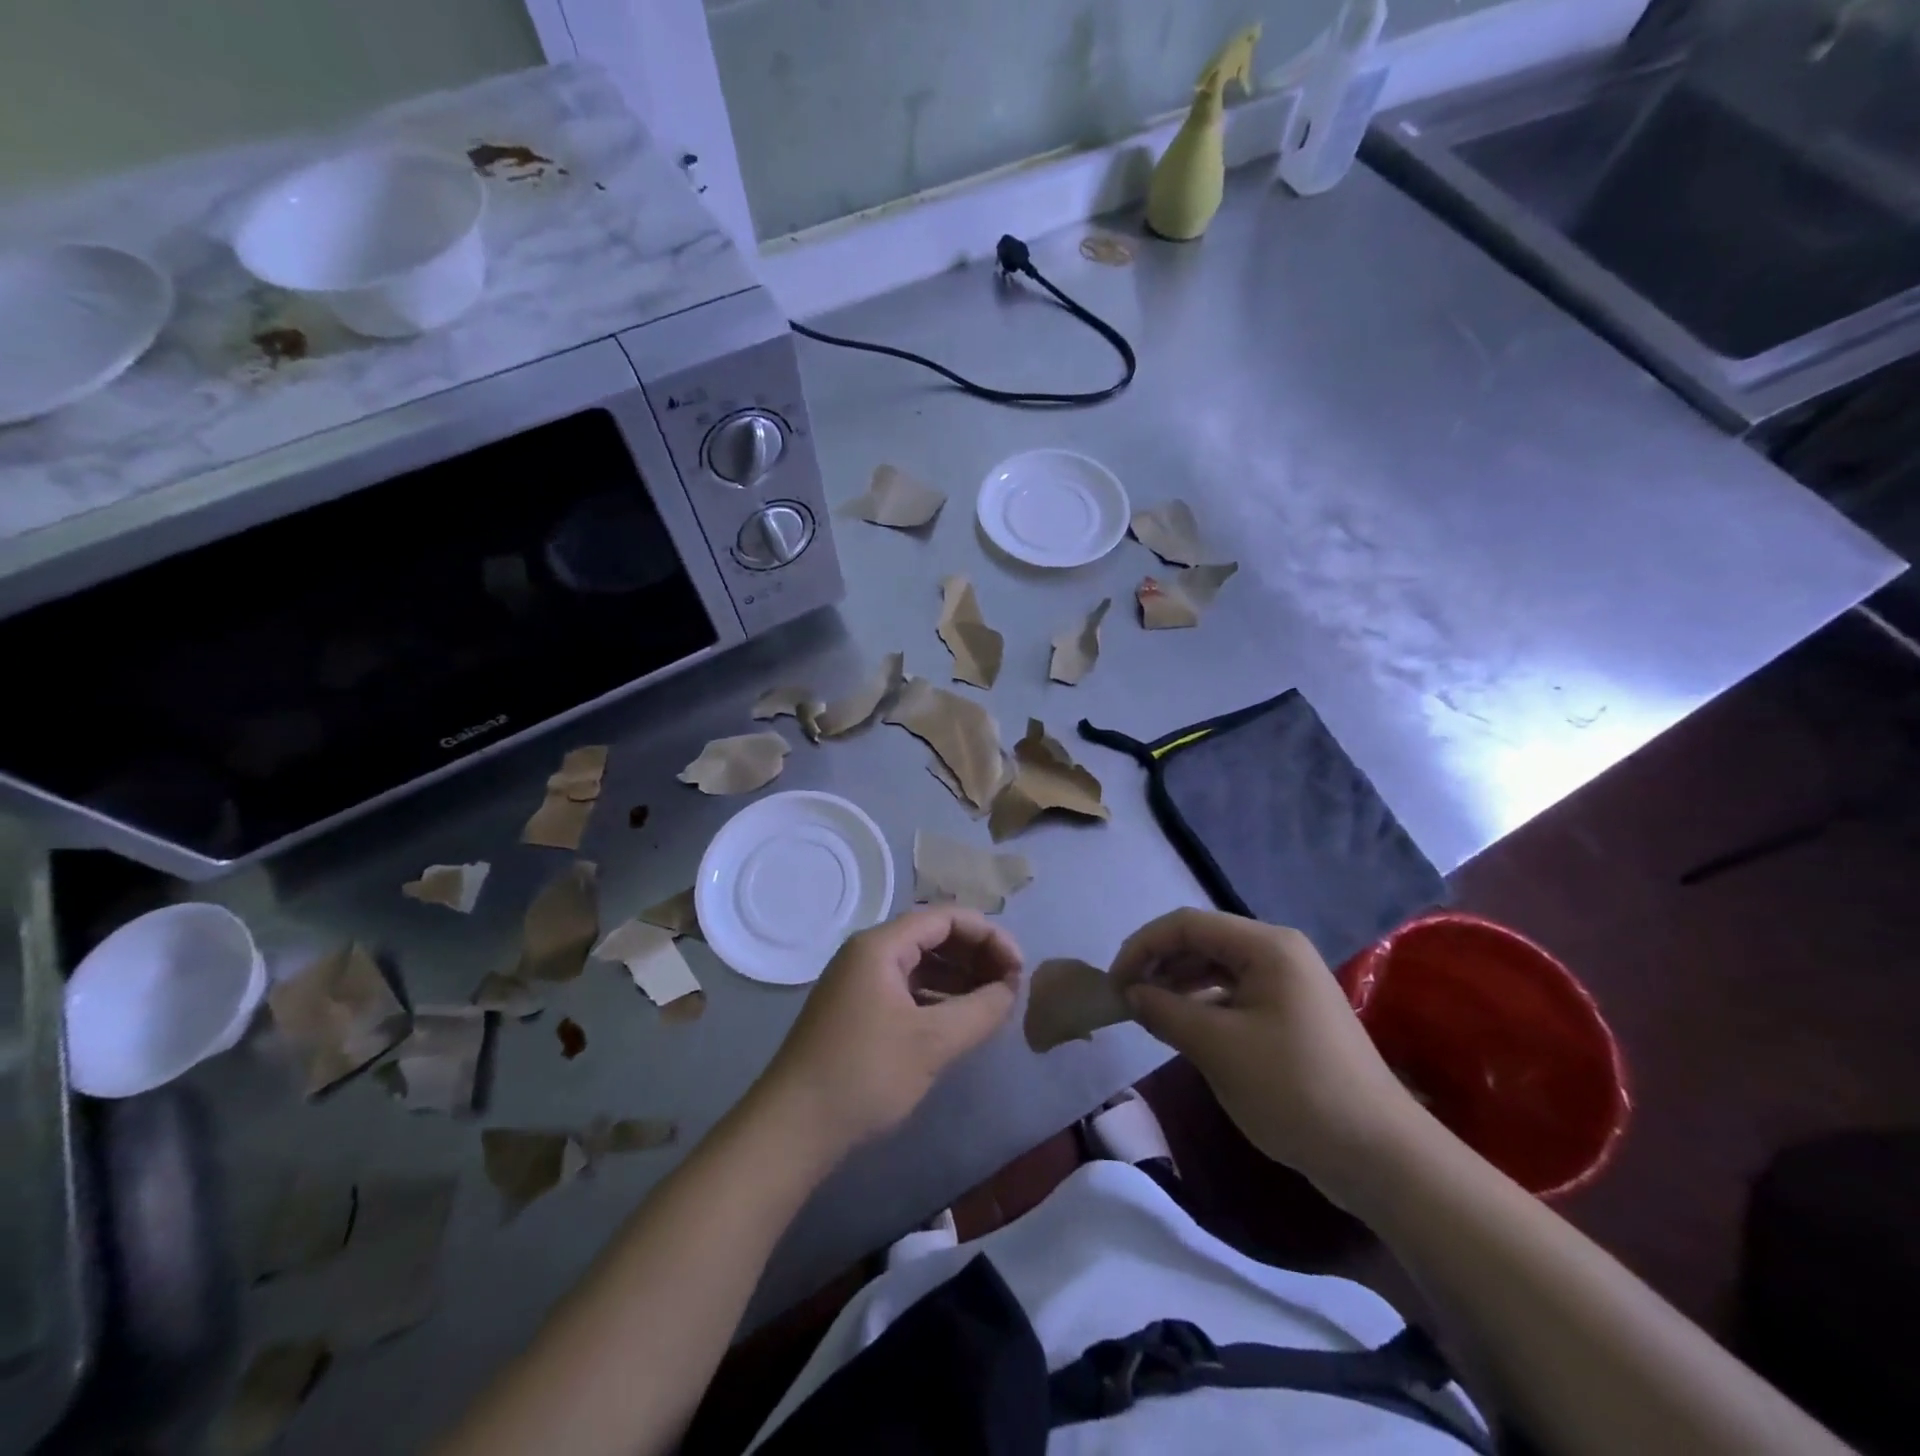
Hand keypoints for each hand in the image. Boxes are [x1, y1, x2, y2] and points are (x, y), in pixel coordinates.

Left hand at [758, 908, 1021, 1152]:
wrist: (792, 1128)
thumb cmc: (864, 1074)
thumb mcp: (933, 1042)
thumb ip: (981, 1009)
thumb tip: (1011, 988)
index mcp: (881, 945)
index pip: (946, 917)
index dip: (989, 936)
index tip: (1019, 968)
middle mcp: (868, 953)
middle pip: (933, 936)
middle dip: (976, 955)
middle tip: (1010, 986)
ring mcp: (859, 982)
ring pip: (921, 964)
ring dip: (960, 978)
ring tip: (993, 1003)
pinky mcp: (857, 1010)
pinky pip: (907, 989)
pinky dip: (938, 998)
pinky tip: (960, 1021)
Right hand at [1111, 908, 1424, 1199]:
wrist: (1380, 1156)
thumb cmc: (1294, 1089)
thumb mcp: (1218, 1048)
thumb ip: (1165, 1011)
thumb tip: (1130, 993)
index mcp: (1266, 946)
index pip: (1187, 924)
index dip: (1143, 946)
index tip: (1114, 983)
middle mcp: (1278, 952)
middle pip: (1202, 941)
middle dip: (1159, 964)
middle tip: (1126, 999)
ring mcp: (1289, 983)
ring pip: (1217, 968)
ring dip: (1178, 984)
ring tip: (1148, 1012)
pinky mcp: (1292, 1014)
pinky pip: (1235, 993)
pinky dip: (1203, 1004)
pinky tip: (1184, 1028)